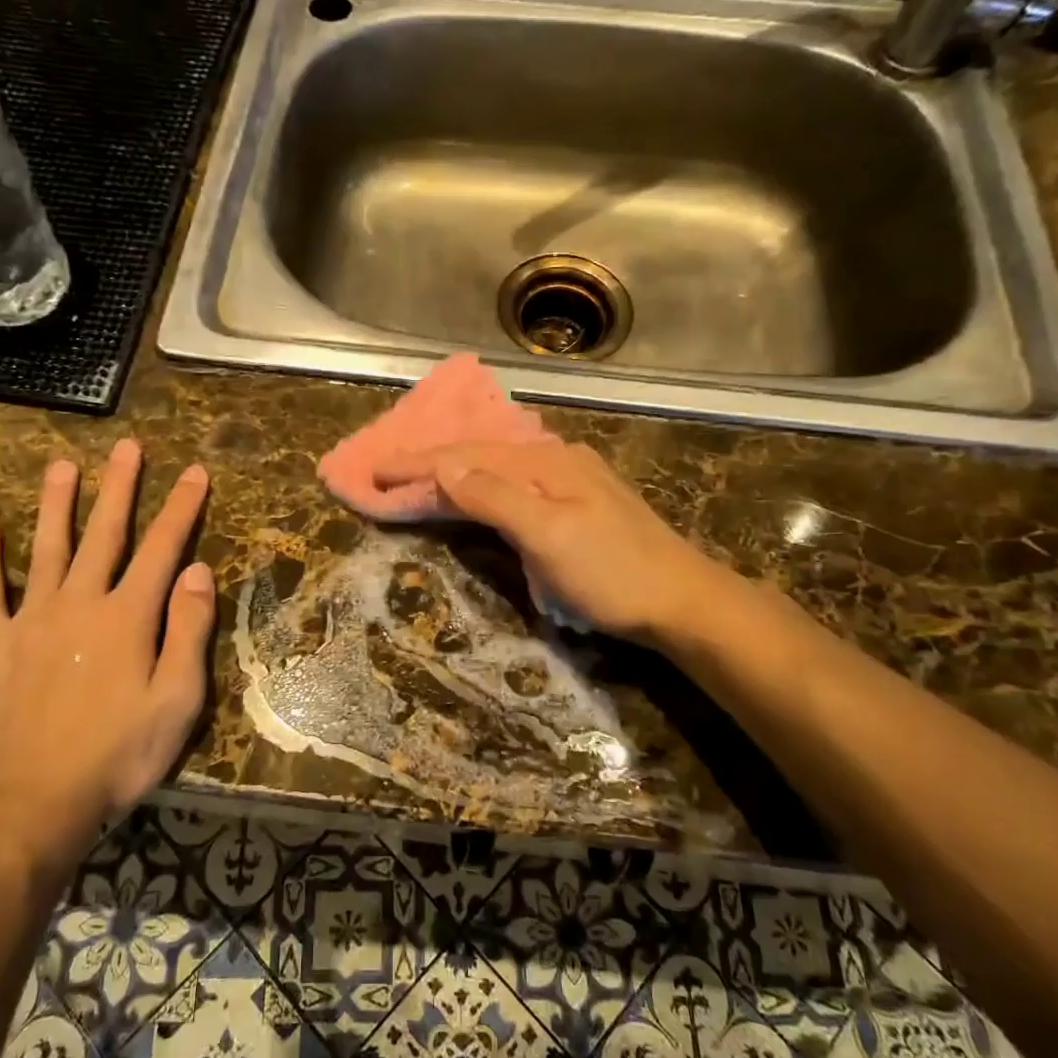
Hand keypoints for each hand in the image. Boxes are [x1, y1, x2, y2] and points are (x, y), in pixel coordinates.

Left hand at [0, 441, 215, 881]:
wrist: (34, 803)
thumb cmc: (119, 755)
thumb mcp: (177, 701)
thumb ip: (188, 631)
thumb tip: (197, 571)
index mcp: (128, 617)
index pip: (162, 548)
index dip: (181, 507)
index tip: (195, 471)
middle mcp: (80, 603)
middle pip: (104, 533)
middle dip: (120, 487)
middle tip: (127, 447)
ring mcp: (31, 620)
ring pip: (47, 548)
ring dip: (56, 504)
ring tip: (61, 464)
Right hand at [377, 439, 721, 642]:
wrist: (683, 602)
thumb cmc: (612, 573)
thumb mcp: (549, 535)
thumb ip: (495, 497)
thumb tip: (445, 466)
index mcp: (545, 463)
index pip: (466, 457)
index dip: (418, 464)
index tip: (374, 471)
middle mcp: (556, 460)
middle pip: (480, 455)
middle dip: (431, 463)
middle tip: (386, 474)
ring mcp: (571, 480)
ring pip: (497, 468)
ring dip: (455, 473)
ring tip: (418, 480)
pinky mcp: (578, 502)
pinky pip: (514, 484)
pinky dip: (481, 488)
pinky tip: (475, 492)